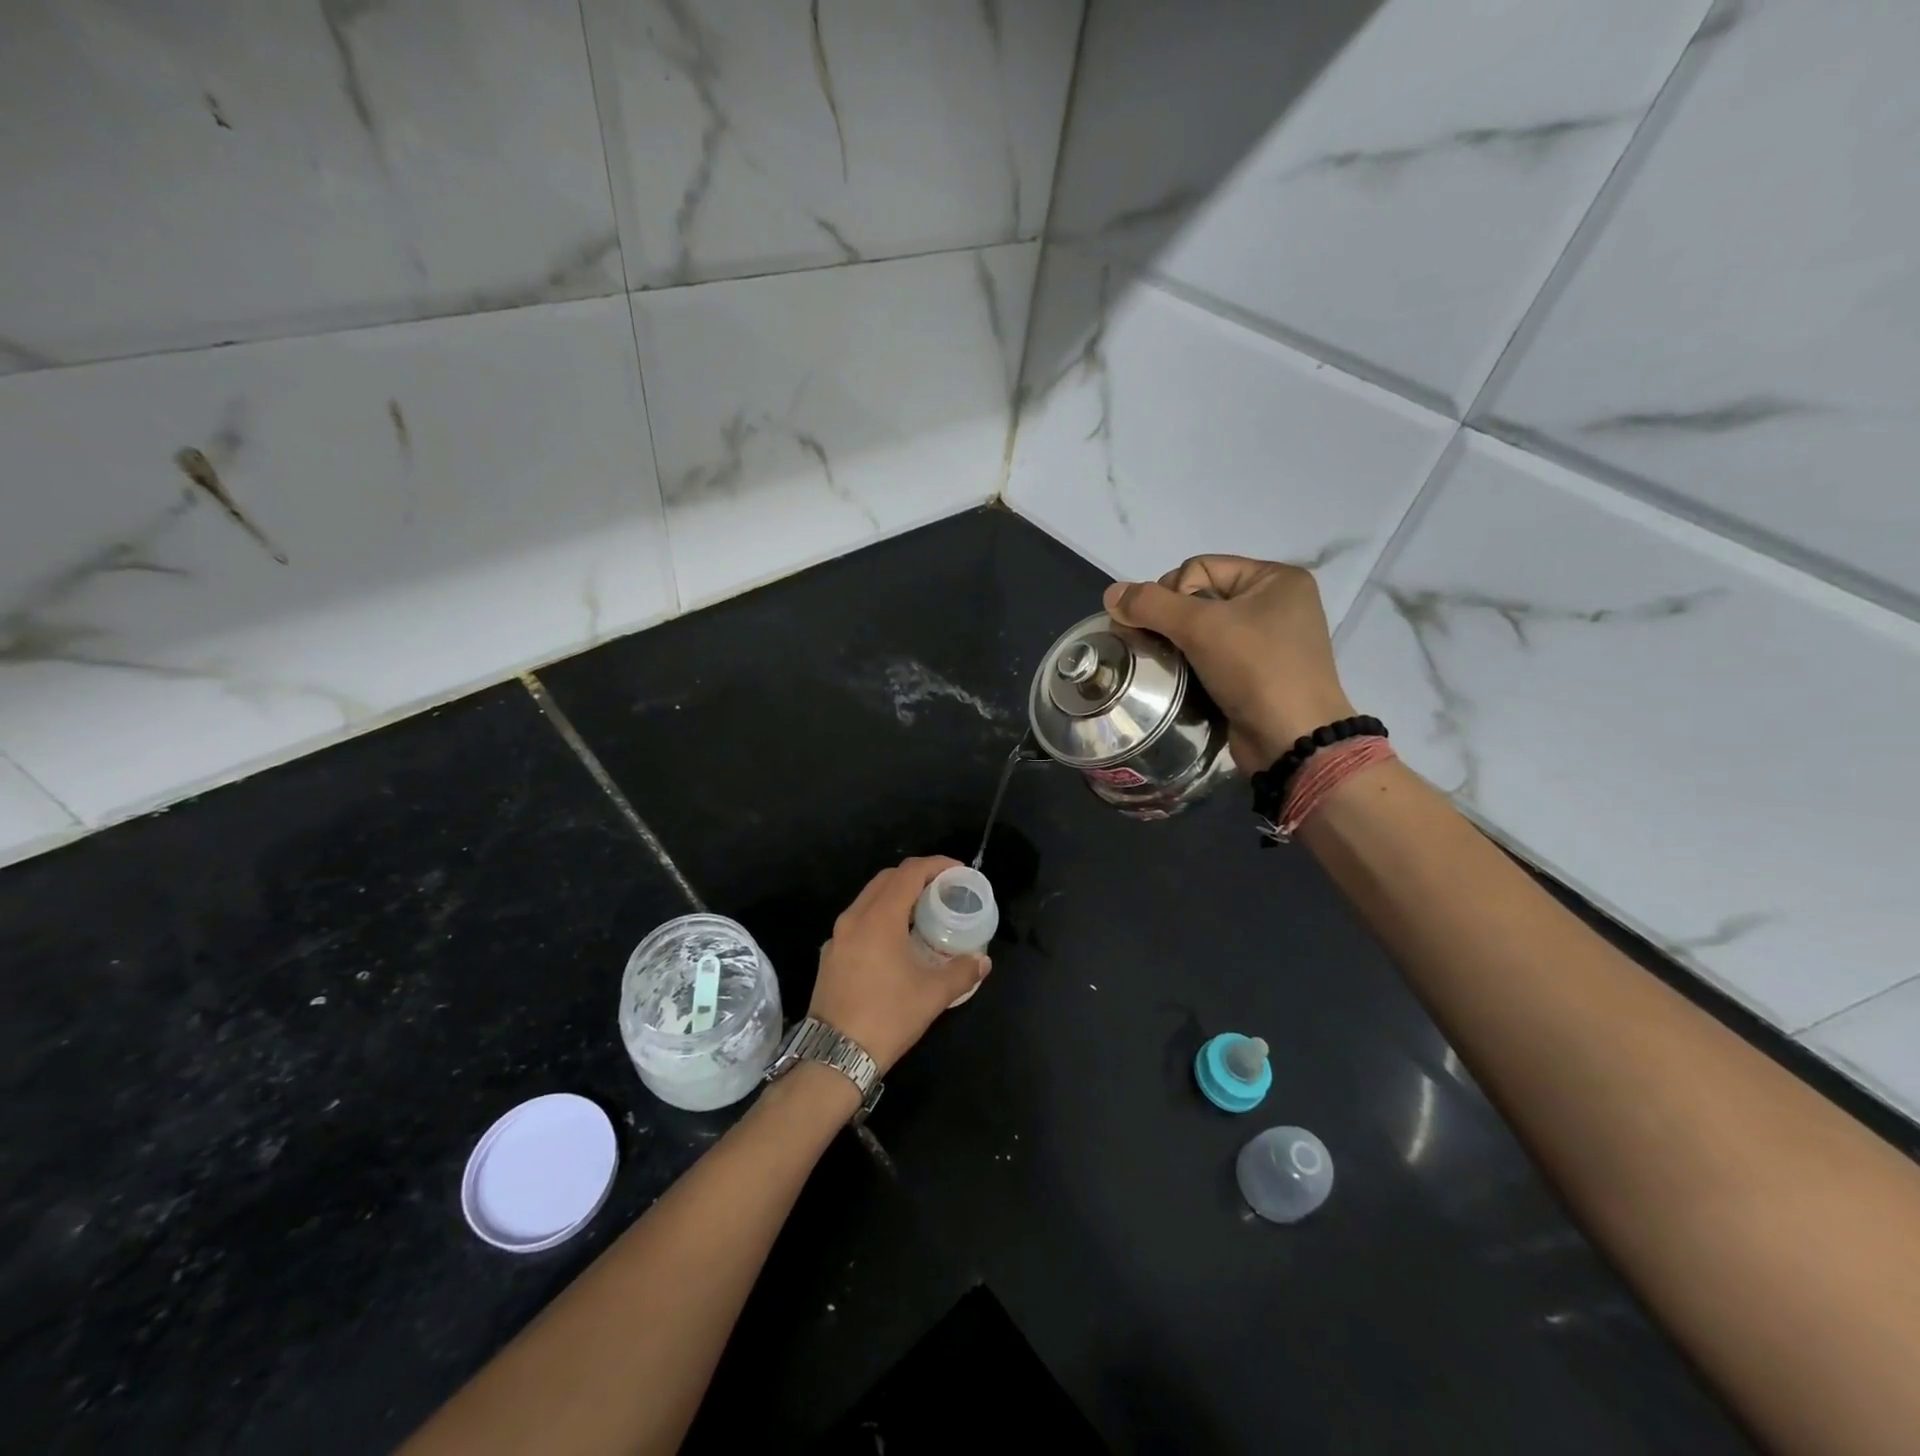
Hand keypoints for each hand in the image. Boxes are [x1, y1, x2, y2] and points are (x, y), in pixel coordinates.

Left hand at [809, 856, 990, 1072]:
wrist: (834, 1057)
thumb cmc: (887, 1018)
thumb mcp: (932, 996)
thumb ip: (961, 972)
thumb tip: (982, 961)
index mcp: (879, 919)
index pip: (909, 873)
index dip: (936, 865)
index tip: (958, 871)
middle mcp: (854, 918)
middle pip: (887, 879)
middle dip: (917, 876)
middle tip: (944, 888)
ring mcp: (838, 936)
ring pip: (869, 898)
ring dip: (897, 896)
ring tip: (924, 912)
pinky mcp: (830, 955)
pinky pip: (859, 920)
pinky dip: (881, 916)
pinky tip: (897, 940)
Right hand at [1103, 555, 1355, 771]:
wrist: (1291, 740)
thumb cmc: (1255, 670)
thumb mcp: (1201, 628)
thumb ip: (1151, 605)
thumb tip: (1111, 594)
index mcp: (1275, 578)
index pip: (1200, 567)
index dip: (1173, 592)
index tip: (1167, 626)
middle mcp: (1275, 603)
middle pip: (1199, 596)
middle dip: (1172, 619)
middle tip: (1161, 645)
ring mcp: (1268, 640)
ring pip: (1203, 629)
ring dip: (1178, 644)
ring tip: (1165, 663)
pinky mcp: (1257, 672)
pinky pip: (1213, 655)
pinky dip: (1192, 664)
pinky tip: (1182, 679)